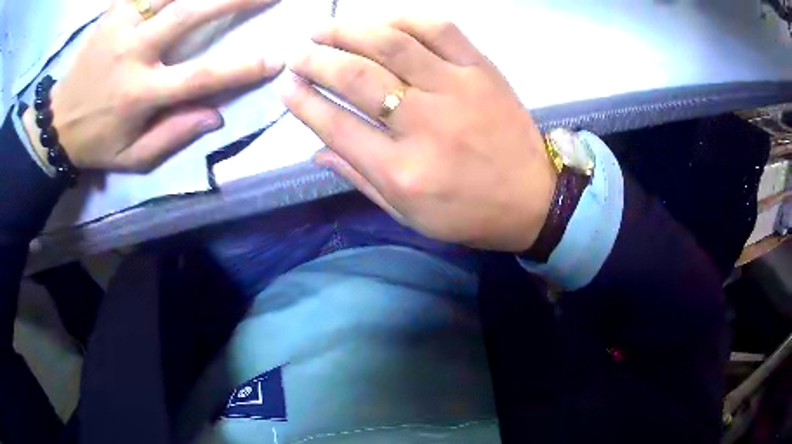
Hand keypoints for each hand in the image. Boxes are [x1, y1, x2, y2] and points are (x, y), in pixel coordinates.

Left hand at [24, 0, 281, 171]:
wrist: (56, 124)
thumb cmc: (96, 144)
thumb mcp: (131, 158)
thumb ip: (171, 137)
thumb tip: (216, 115)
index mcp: (139, 94)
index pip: (198, 77)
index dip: (240, 67)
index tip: (276, 57)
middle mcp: (132, 53)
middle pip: (189, 14)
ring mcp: (120, 27)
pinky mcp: (112, 14)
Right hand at [285, 19, 555, 251]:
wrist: (534, 199)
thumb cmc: (468, 213)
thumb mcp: (408, 213)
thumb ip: (359, 179)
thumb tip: (316, 148)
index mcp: (402, 171)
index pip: (336, 126)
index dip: (303, 102)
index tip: (285, 87)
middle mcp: (426, 125)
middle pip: (358, 78)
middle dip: (318, 61)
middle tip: (298, 55)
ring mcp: (458, 90)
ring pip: (393, 45)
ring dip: (350, 31)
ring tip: (324, 30)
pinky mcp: (483, 71)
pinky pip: (440, 30)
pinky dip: (404, 19)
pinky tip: (381, 22)